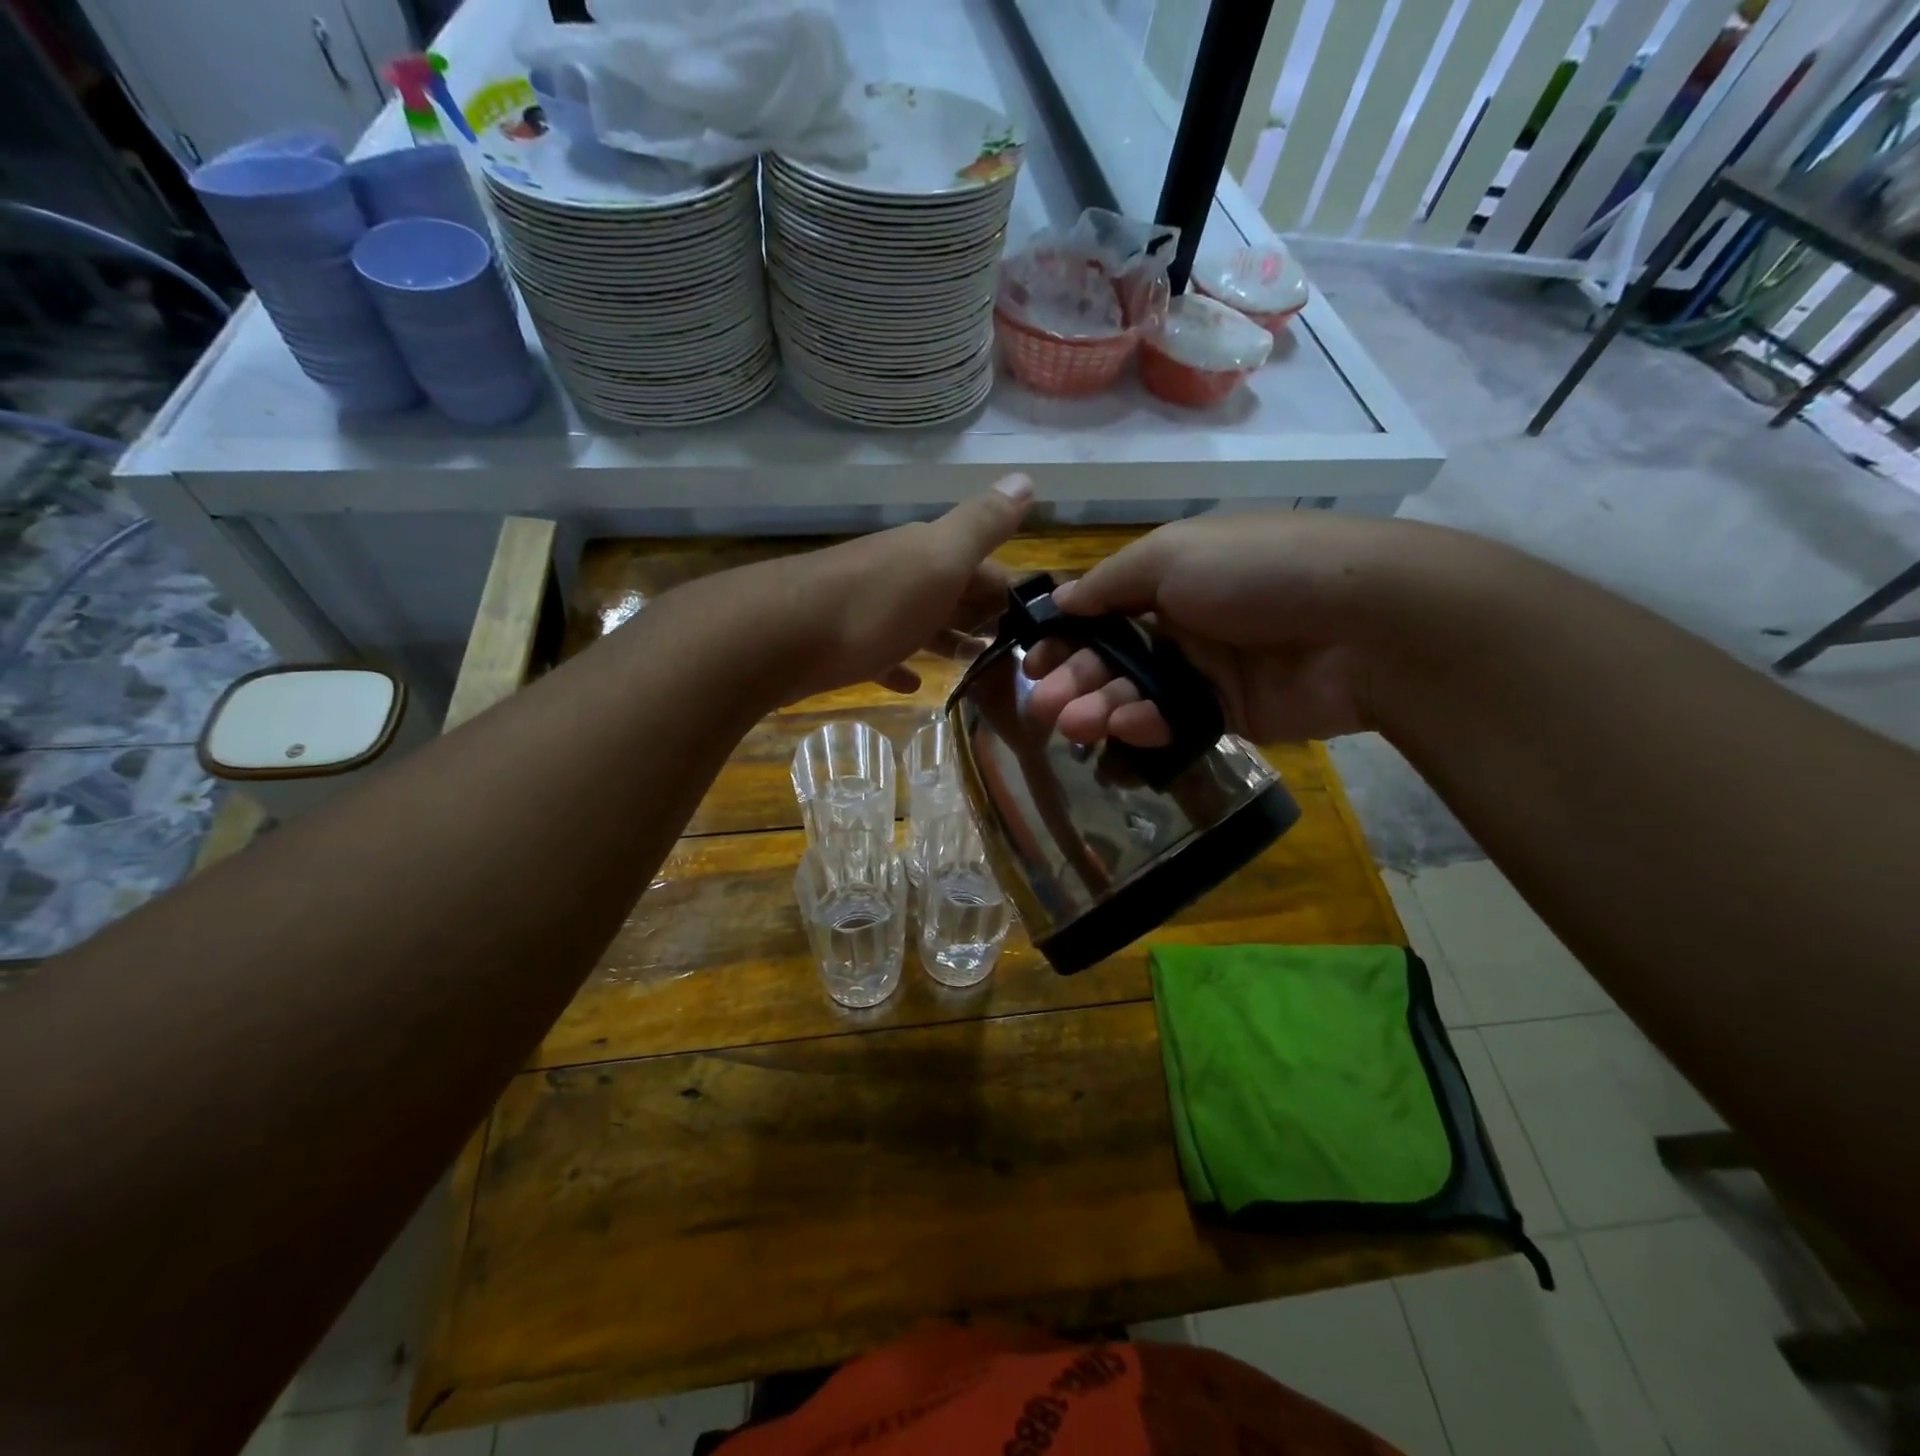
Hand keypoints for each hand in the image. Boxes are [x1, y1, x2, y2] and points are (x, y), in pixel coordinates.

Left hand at [727, 475, 1033, 702]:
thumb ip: (982, 525)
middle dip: (980, 615)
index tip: (1034, 623)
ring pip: (917, 622)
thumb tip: (1026, 479)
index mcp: (925, 553)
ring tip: (972, 664)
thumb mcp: (940, 558)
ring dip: (945, 640)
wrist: (778, 637)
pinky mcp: (841, 646)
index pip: (980, 567)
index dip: (1007, 591)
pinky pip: (880, 654)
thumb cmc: (873, 603)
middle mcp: (897, 574)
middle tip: (1009, 648)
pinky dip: (899, 666)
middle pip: (949, 593)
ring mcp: (867, 610)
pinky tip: (910, 684)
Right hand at [1024, 510, 1429, 744]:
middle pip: (1114, 658)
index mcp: (1169, 576)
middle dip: (1076, 681)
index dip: (1066, 637)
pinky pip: (1175, 722)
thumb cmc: (1256, 571)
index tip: (1034, 665)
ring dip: (1102, 709)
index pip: (1101, 610)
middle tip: (1046, 709)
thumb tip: (1061, 601)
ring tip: (1076, 726)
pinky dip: (1148, 727)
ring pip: (1138, 695)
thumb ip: (1110, 583)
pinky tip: (1127, 730)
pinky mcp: (1229, 713)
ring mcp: (1206, 670)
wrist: (1364, 622)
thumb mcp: (1173, 555)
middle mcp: (1183, 622)